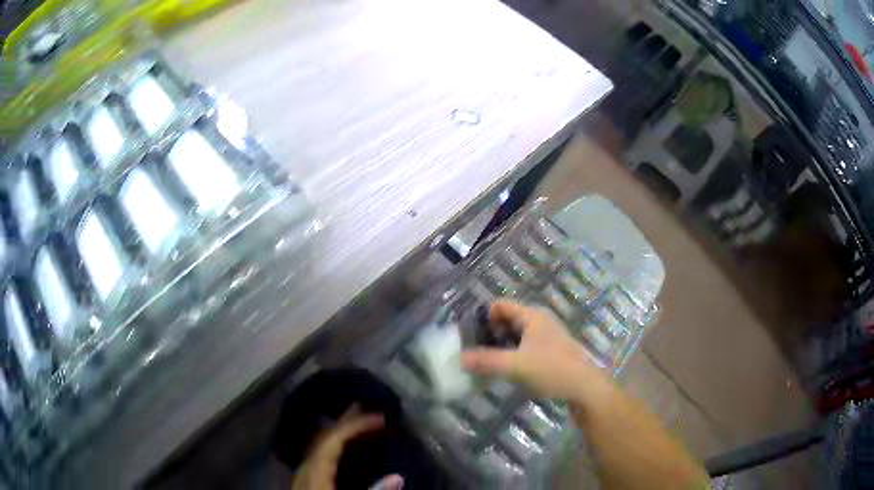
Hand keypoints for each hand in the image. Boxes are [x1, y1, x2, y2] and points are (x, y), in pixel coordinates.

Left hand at [291, 405, 402, 489]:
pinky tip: (345, 449)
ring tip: (362, 423)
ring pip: (321, 444)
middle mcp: (306, 467)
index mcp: (315, 471)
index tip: (381, 417)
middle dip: (347, 421)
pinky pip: (321, 454)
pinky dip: (336, 445)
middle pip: (324, 437)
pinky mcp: (307, 481)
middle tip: (371, 407)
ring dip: (341, 432)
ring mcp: (304, 473)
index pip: (334, 439)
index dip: (356, 424)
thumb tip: (398, 477)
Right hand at [461, 299, 607, 399]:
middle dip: (492, 332)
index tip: (471, 335)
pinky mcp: (553, 351)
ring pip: (519, 334)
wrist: (584, 387)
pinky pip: (528, 345)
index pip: (501, 305)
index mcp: (532, 317)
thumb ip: (487, 361)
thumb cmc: (551, 369)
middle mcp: (541, 321)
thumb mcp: (516, 365)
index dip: (484, 316)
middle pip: (509, 318)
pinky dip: (515, 352)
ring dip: (503, 344)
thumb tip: (461, 359)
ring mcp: (549, 336)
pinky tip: (510, 369)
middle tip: (477, 350)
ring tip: (490, 361)